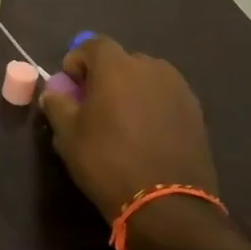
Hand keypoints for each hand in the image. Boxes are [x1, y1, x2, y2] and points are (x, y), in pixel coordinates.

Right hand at [37, 36, 218, 225]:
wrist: (167, 205)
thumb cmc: (108, 162)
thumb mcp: (67, 135)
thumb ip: (57, 104)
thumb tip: (54, 92)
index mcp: (117, 67)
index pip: (92, 45)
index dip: (76, 61)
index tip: (69, 86)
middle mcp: (152, 69)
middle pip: (122, 60)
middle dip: (105, 76)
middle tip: (93, 104)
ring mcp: (179, 90)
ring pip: (146, 79)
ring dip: (130, 90)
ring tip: (121, 121)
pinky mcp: (196, 113)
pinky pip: (165, 98)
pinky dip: (152, 106)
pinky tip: (145, 134)